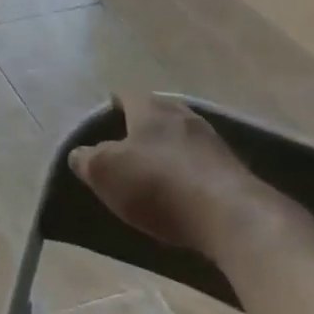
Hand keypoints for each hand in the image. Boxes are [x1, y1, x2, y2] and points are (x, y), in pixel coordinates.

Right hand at [69, 94, 286, 259]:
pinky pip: (203, 163)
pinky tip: (184, 191)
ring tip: (155, 169)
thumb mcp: (105, 173)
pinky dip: (190, 172)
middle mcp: (183, 115)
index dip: (113, 104)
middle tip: (128, 143)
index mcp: (150, 108)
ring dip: (170, 149)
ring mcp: (213, 142)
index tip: (105, 117)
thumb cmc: (158, 185)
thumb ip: (87, 160)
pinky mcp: (235, 171)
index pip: (126, 94)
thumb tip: (79, 154)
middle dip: (144, 125)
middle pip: (158, 113)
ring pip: (183, 137)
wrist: (232, 218)